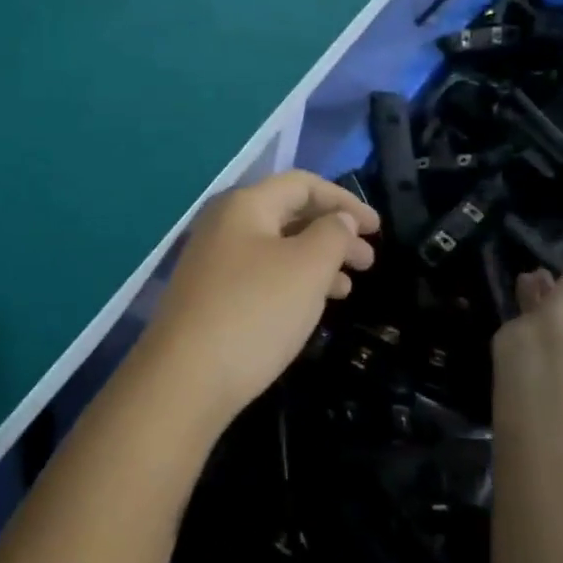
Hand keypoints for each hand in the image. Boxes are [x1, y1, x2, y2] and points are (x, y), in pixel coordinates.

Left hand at [140, 170, 378, 423]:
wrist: (185, 378)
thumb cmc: (255, 311)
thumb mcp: (307, 267)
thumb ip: (333, 234)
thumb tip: (340, 219)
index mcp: (245, 205)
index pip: (302, 184)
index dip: (344, 200)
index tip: (377, 228)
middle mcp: (224, 224)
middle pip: (289, 214)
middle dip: (333, 233)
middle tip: (368, 263)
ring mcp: (213, 261)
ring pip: (277, 248)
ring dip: (316, 261)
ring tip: (346, 289)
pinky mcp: (210, 296)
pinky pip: (261, 275)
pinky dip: (292, 283)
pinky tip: (311, 308)